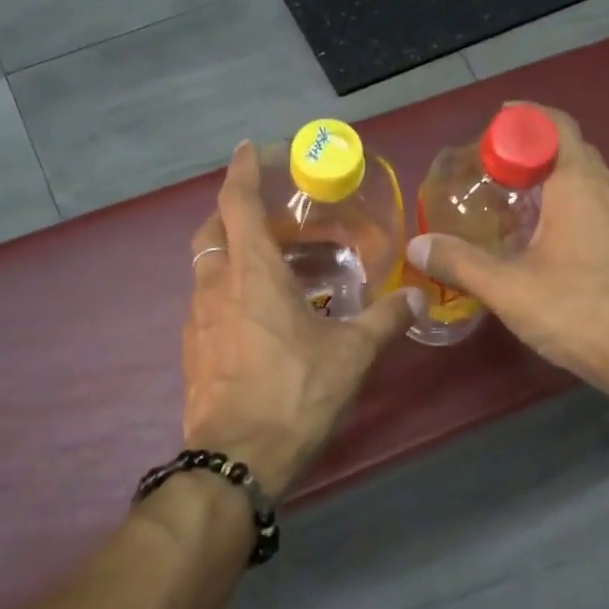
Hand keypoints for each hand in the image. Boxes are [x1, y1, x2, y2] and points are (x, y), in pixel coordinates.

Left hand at [182, 142, 423, 498]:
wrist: (237, 459)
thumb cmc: (294, 394)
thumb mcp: (351, 355)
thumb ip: (385, 320)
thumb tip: (416, 296)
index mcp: (251, 272)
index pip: (237, 202)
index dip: (241, 170)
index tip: (248, 149)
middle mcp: (216, 285)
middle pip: (212, 229)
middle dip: (233, 210)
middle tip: (268, 214)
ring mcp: (196, 319)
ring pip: (206, 266)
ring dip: (230, 252)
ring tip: (269, 263)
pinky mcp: (192, 349)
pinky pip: (206, 301)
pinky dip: (226, 289)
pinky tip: (255, 313)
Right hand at [405, 105, 608, 402]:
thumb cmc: (581, 312)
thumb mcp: (509, 289)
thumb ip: (460, 263)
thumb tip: (417, 246)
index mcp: (580, 184)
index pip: (553, 125)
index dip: (519, 119)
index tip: (486, 134)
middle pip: (569, 151)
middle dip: (529, 153)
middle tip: (490, 174)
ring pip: (587, 183)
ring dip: (550, 185)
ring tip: (512, 209)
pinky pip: (600, 210)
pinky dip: (570, 211)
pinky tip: (548, 247)